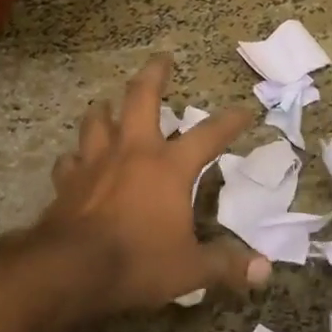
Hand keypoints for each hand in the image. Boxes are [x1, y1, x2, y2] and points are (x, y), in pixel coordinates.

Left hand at [41, 55, 273, 311]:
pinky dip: (75, 157)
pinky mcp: (68, 181)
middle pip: (141, 98)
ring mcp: (95, 162)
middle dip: (154, 75)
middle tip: (162, 59)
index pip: (208, 135)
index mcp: (168, 167)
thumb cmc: (138, 262)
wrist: (72, 268)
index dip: (229, 121)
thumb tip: (264, 271)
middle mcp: (132, 152)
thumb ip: (226, 266)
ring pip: (97, 121)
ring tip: (108, 104)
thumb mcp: (190, 269)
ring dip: (105, 110)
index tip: (244, 111)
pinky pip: (69, 160)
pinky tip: (75, 160)